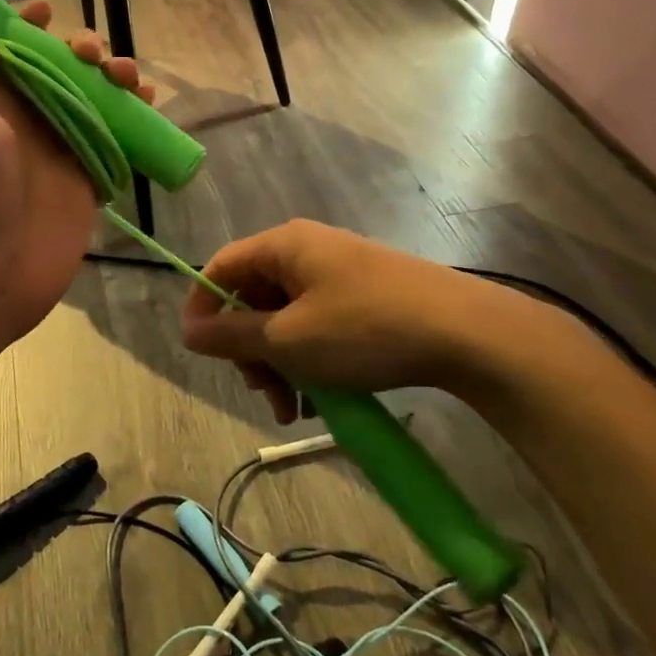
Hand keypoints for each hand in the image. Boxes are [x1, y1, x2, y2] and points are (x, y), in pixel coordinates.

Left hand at [0, 0, 151, 349]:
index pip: (11, 49)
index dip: (29, 25)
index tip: (49, 11)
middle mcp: (25, 119)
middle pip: (60, 69)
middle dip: (81, 49)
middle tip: (93, 58)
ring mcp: (59, 150)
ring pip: (93, 100)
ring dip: (114, 78)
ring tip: (129, 77)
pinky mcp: (87, 180)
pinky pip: (115, 139)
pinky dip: (133, 117)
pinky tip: (148, 103)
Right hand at [181, 220, 580, 424]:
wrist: (467, 333)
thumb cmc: (365, 330)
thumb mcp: (289, 340)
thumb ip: (231, 336)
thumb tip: (188, 330)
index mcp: (284, 246)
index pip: (221, 267)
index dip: (202, 308)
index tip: (201, 353)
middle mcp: (308, 251)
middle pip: (254, 297)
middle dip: (250, 350)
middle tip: (265, 394)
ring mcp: (340, 273)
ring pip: (287, 318)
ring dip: (281, 363)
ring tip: (295, 409)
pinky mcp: (366, 296)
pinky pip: (319, 324)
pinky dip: (311, 359)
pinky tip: (323, 399)